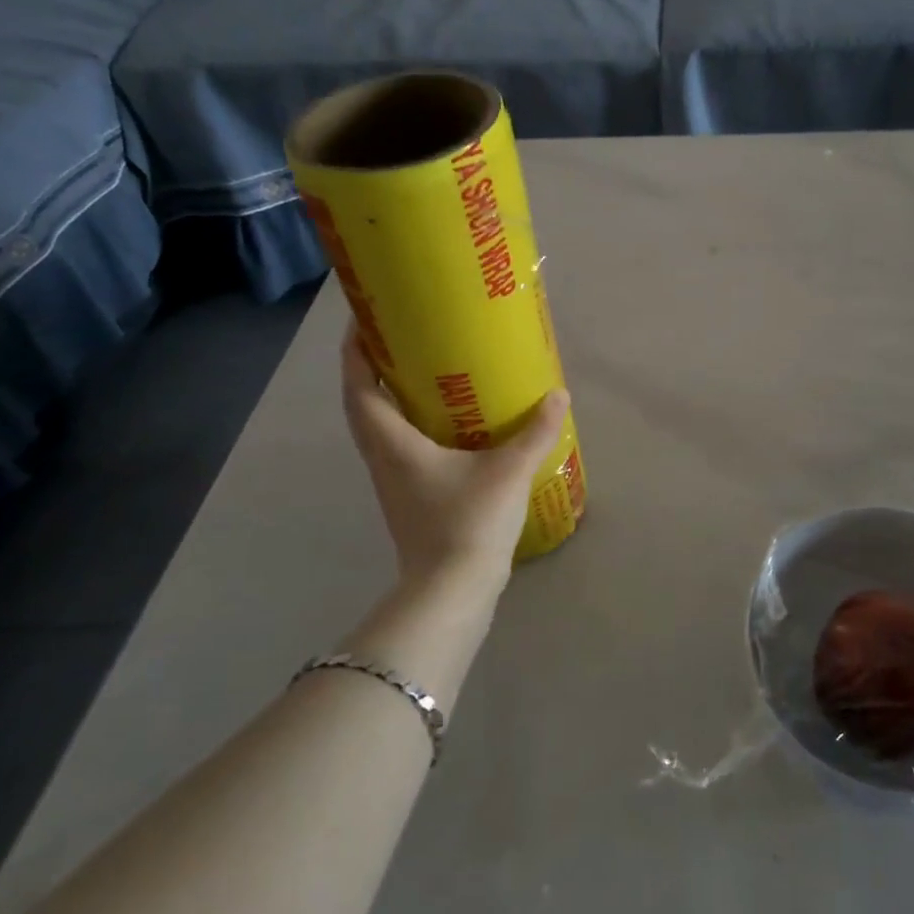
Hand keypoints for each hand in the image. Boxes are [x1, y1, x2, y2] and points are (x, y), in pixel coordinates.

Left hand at [341, 322, 569, 591]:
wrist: (452, 592)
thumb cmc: (470, 523)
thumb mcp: (509, 471)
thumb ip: (536, 431)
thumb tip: (558, 394)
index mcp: (394, 444)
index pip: (359, 389)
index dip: (355, 354)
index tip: (363, 321)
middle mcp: (383, 459)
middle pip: (363, 406)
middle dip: (371, 370)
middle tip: (400, 341)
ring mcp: (393, 483)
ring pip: (379, 430)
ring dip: (389, 400)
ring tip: (422, 375)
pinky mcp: (409, 500)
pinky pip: (399, 449)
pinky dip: (409, 427)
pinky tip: (447, 426)